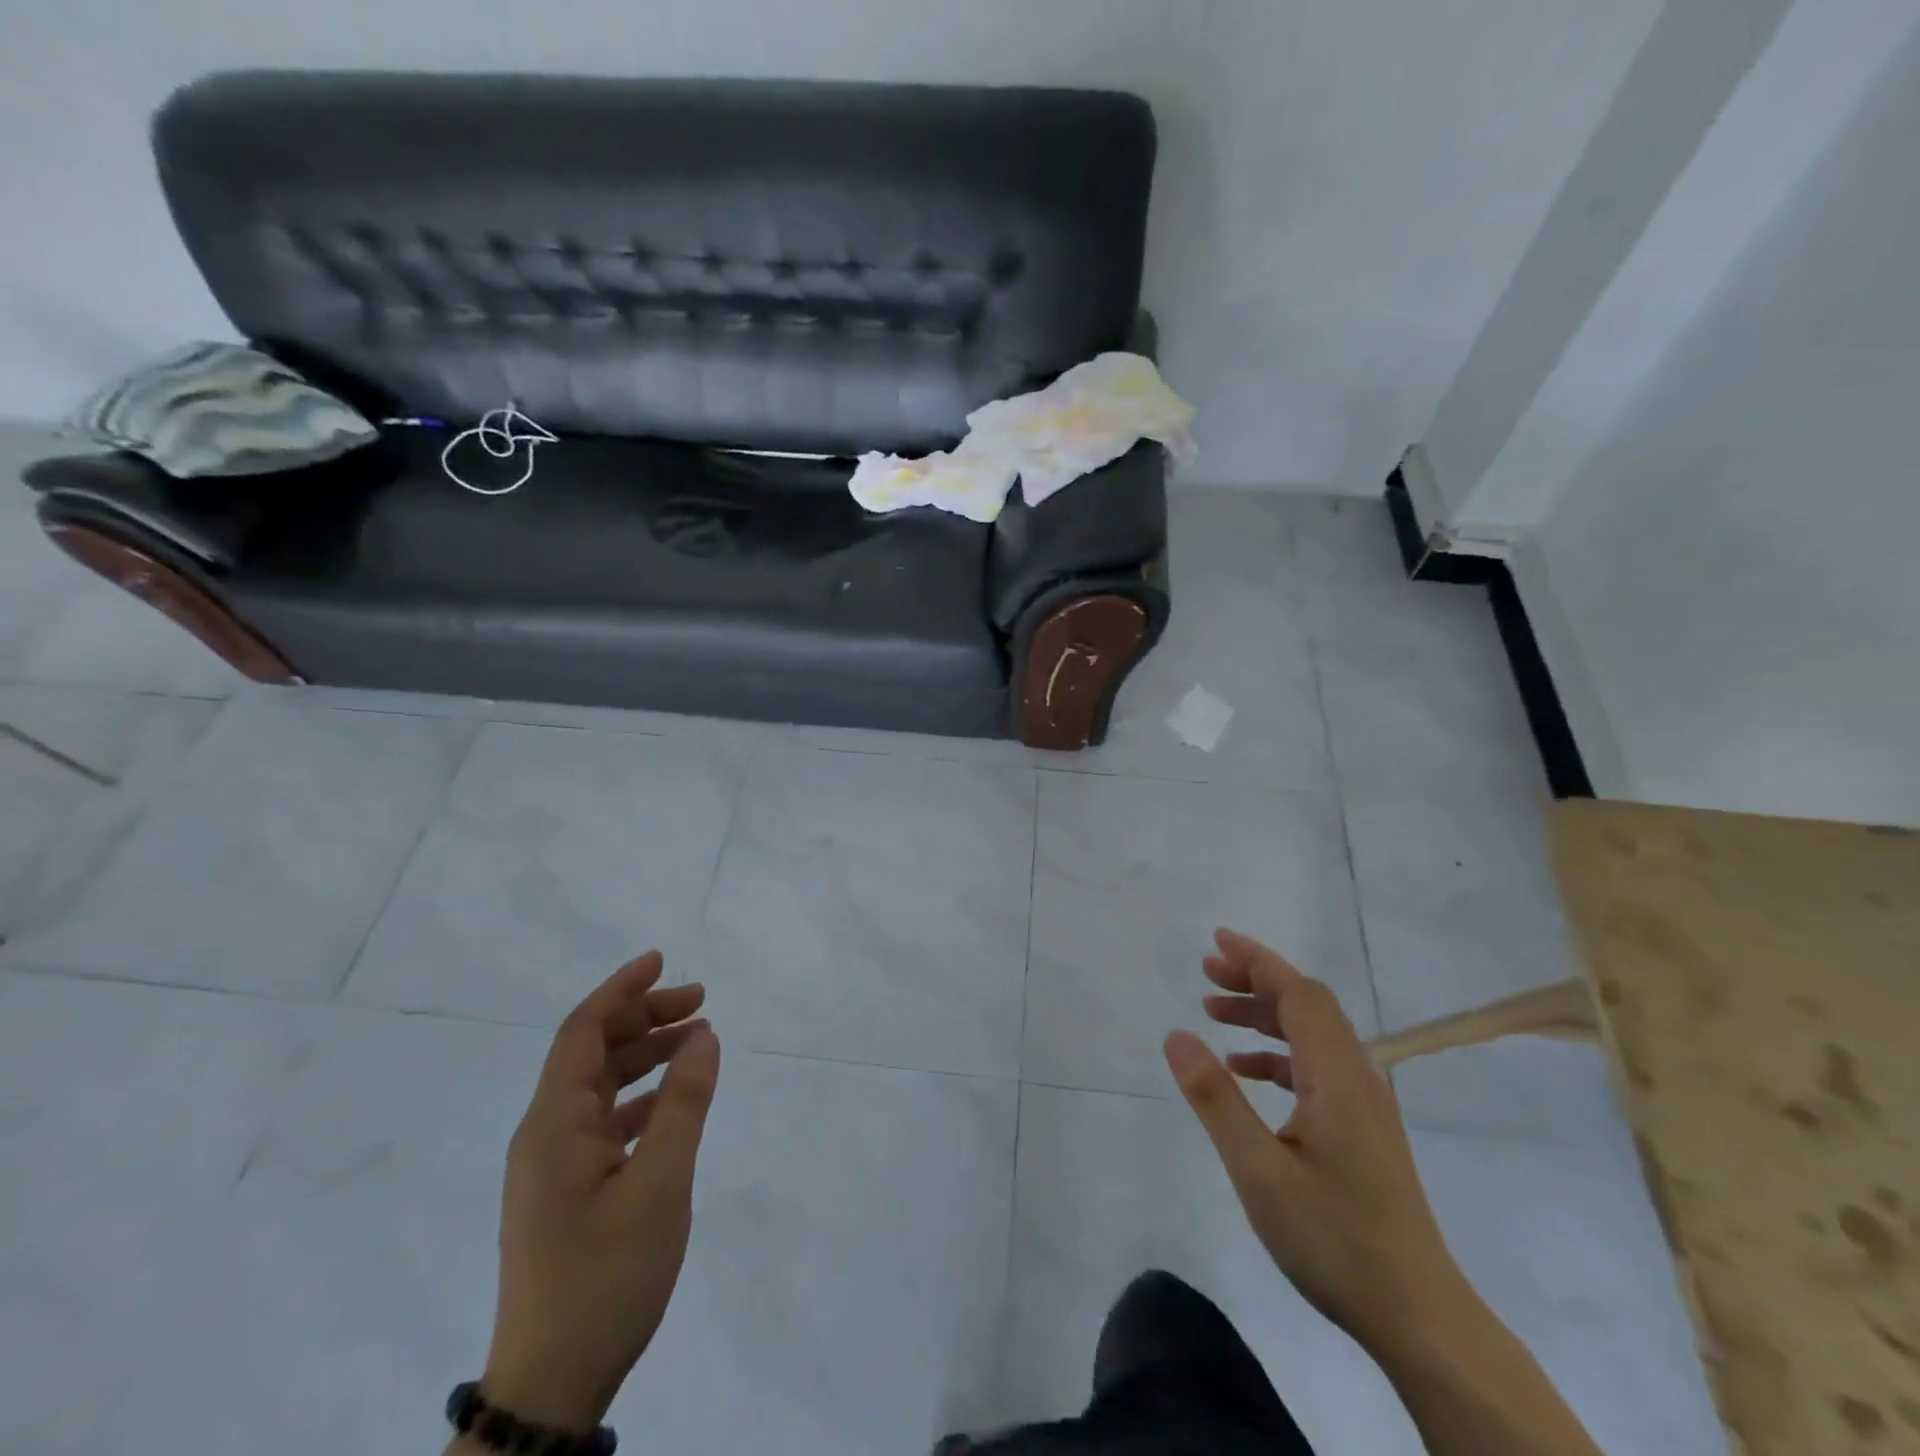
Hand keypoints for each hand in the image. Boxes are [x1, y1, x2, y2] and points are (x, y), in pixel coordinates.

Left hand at [481, 952, 720, 1430]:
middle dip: (644, 1018)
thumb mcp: (660, 1183)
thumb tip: (704, 1035)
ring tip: (698, 1040)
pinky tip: (676, 1101)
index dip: (621, 990)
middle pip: (592, 1053)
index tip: (662, 960)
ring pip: (600, 1086)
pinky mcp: (567, 1191)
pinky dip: (642, 1097)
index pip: (582, 1032)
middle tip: (700, 1002)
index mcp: (554, 1125)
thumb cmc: (605, 1276)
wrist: (552, 1383)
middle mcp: (546, 1134)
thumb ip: (684, 1103)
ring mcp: (554, 1165)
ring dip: (646, 1055)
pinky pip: (605, 1121)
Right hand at [1162, 929, 1466, 1354]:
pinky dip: (1278, 1054)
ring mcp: (1365, 1104)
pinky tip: (1246, 1071)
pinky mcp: (1364, 1129)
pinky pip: (1317, 1067)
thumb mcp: (1258, 1171)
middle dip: (1256, 980)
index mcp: (1337, 1076)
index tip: (1216, 941)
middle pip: (1307, 1005)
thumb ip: (1217, 1098)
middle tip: (1206, 973)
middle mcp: (1357, 1077)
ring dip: (1264, 1015)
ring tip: (1214, 1014)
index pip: (1299, 993)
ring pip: (1312, 1035)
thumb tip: (1176, 1035)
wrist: (1420, 1316)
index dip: (1258, 960)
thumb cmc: (1335, 1240)